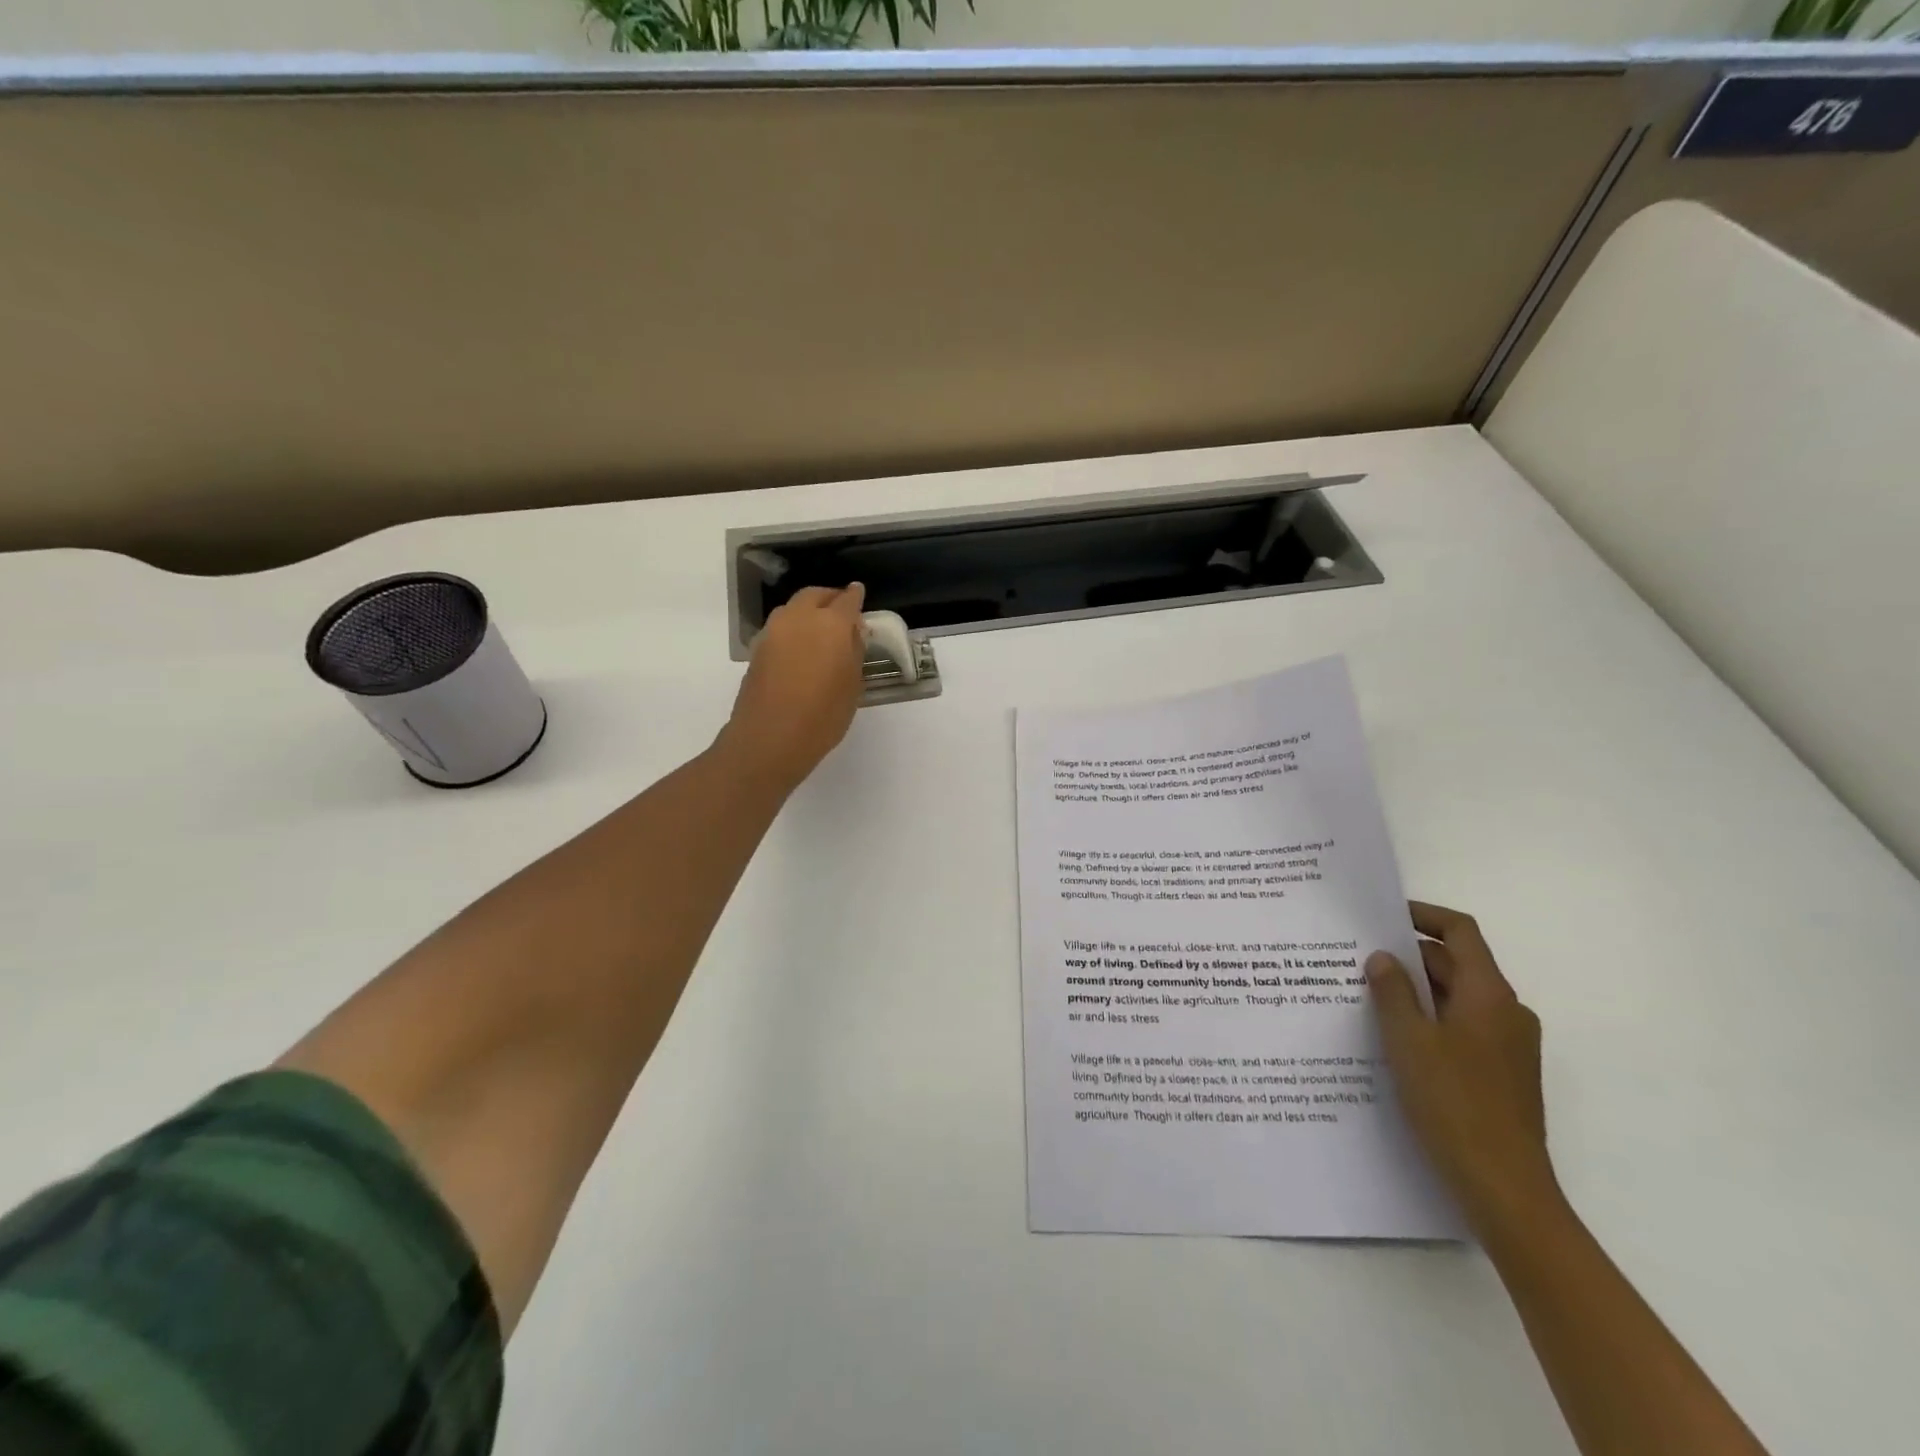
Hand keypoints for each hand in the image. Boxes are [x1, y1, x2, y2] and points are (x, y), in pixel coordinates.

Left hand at [720, 584, 867, 791]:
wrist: (769, 739)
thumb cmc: (823, 715)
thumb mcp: (852, 685)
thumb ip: (854, 651)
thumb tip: (853, 631)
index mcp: (830, 624)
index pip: (847, 600)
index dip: (855, 597)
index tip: (859, 595)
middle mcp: (799, 618)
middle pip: (815, 596)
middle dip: (829, 598)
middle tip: (841, 610)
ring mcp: (773, 632)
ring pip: (793, 609)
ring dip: (808, 611)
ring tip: (820, 630)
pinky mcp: (758, 649)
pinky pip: (780, 628)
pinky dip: (793, 629)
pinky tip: (801, 648)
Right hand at [1367, 902, 1559, 1235]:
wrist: (1504, 1187)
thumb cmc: (1454, 1103)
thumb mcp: (1408, 1041)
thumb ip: (1392, 992)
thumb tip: (1382, 958)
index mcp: (1490, 995)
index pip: (1461, 932)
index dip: (1424, 915)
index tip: (1383, 914)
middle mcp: (1507, 1012)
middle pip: (1456, 964)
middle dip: (1408, 957)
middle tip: (1357, 958)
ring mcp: (1508, 1045)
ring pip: (1456, 998)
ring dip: (1416, 991)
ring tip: (1365, 996)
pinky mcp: (1501, 1073)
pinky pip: (1461, 1028)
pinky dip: (1429, 1020)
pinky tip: (1392, 1039)